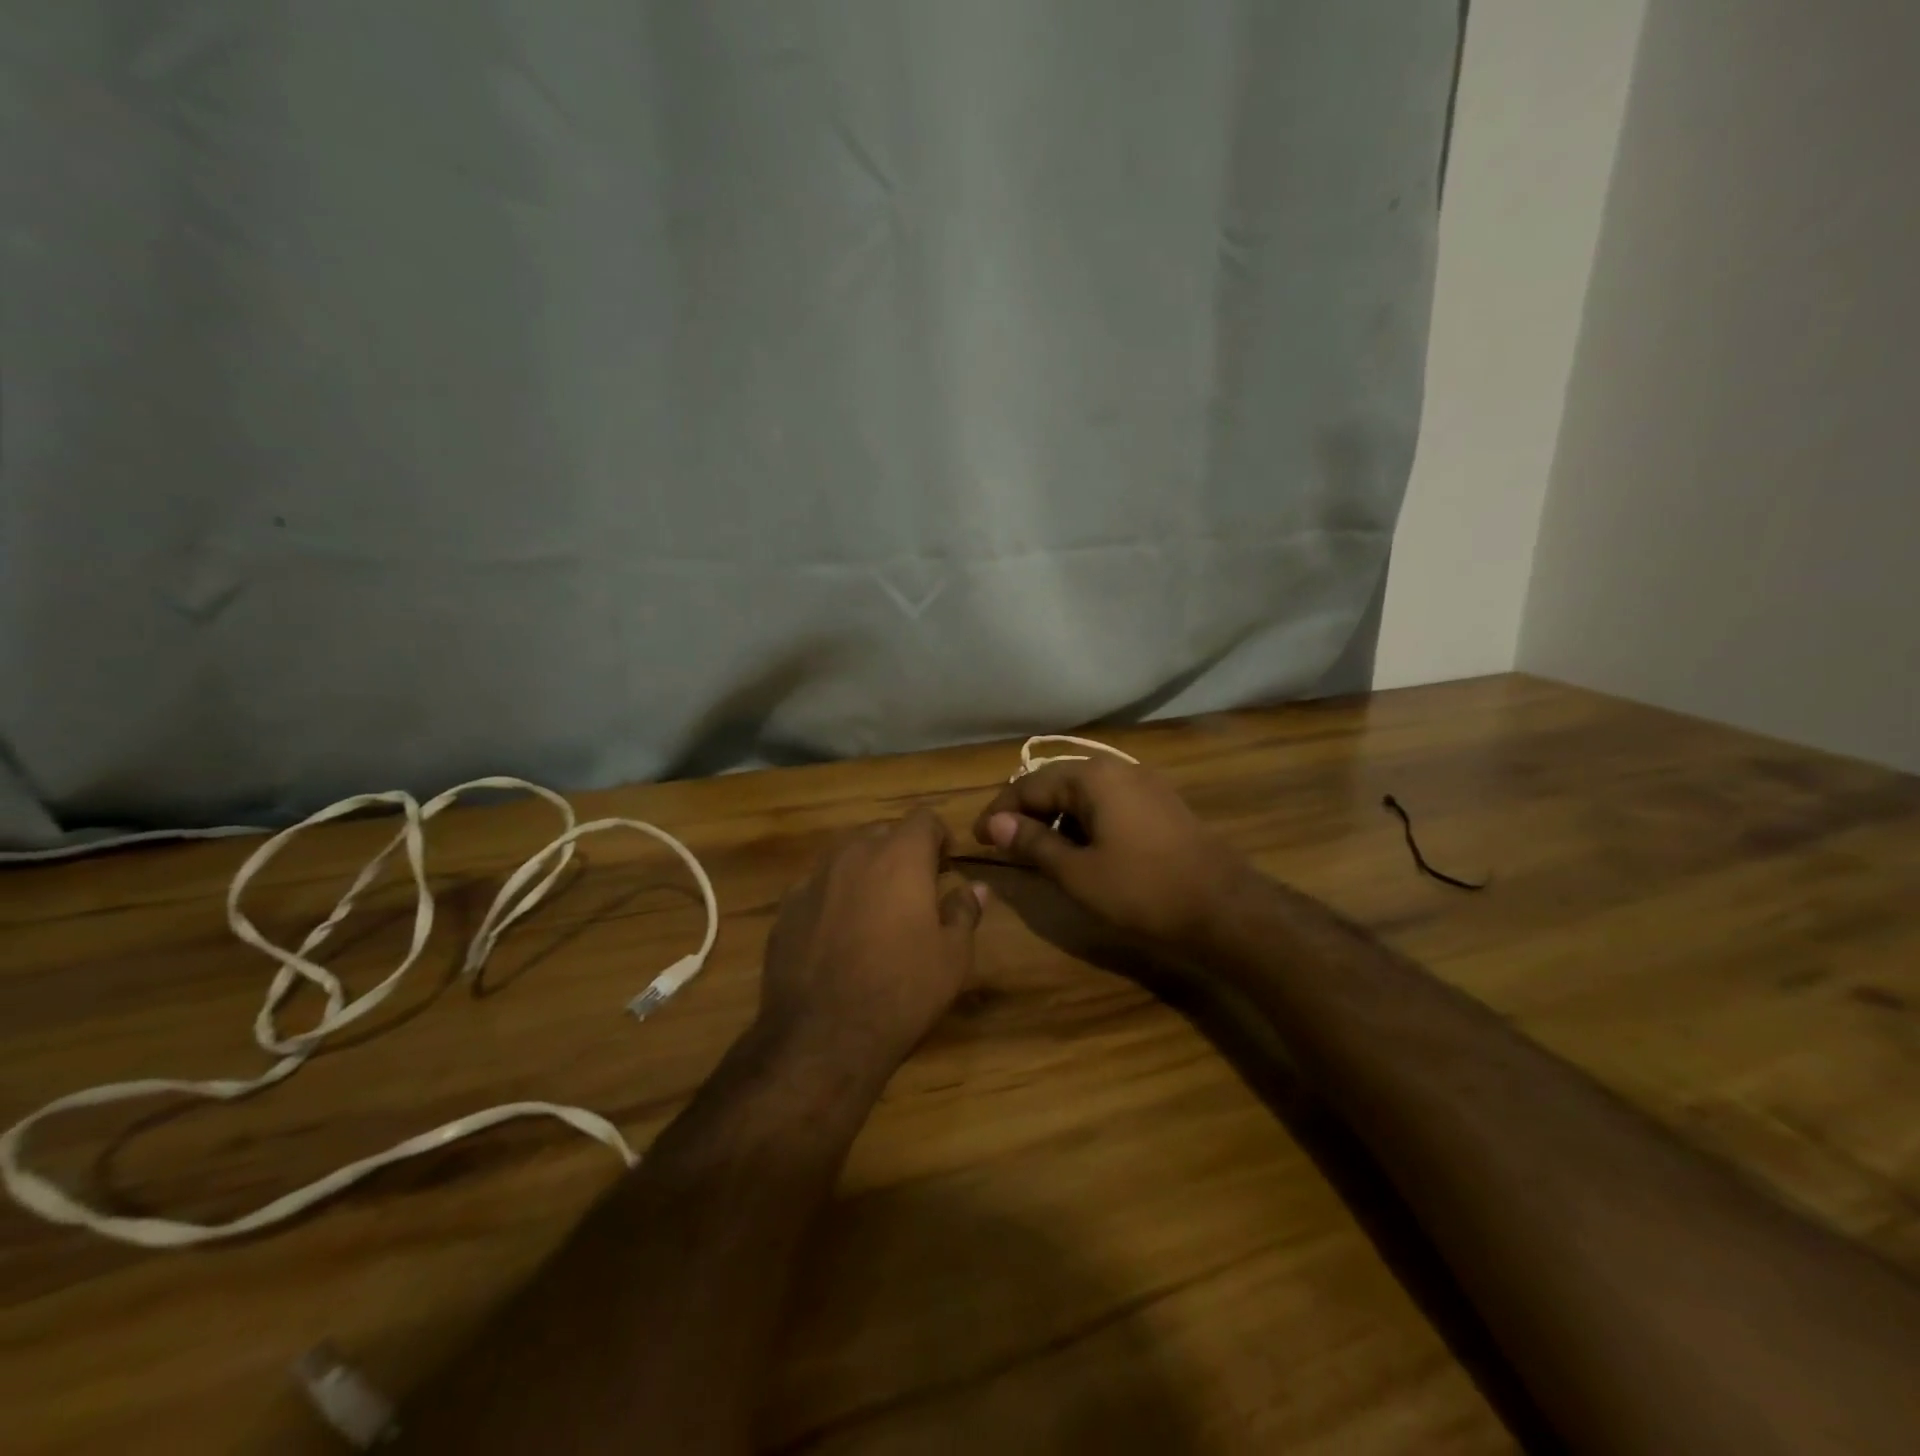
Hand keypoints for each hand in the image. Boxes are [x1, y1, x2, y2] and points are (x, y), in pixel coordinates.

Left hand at [758, 809, 985, 1081]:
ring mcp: (814, 878)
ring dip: (865, 871)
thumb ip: (964, 911)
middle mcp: (854, 854)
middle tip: (914, 890)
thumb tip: (976, 887)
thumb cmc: (902, 991)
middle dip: (901, 852)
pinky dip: (833, 896)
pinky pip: (818, 886)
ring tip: (876, 911)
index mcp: (900, 856)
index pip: (924, 818)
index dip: (939, 837)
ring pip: (846, 856)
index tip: (945, 867)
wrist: (822, 1036)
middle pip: (883, 832)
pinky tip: (838, 934)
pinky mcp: (786, 907)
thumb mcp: (952, 957)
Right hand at [972, 757, 1249, 946]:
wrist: (1225, 908)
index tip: (977, 839)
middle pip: (1056, 784)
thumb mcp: (1076, 872)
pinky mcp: (1161, 804)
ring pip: (1083, 794)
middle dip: (1027, 813)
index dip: (998, 812)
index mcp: (1092, 777)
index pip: (1028, 785)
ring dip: (1056, 819)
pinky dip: (1085, 822)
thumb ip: (1032, 843)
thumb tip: (993, 823)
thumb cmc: (1142, 890)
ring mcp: (1144, 784)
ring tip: (1041, 852)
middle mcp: (1117, 768)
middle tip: (1004, 845)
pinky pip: (1108, 803)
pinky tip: (1083, 851)